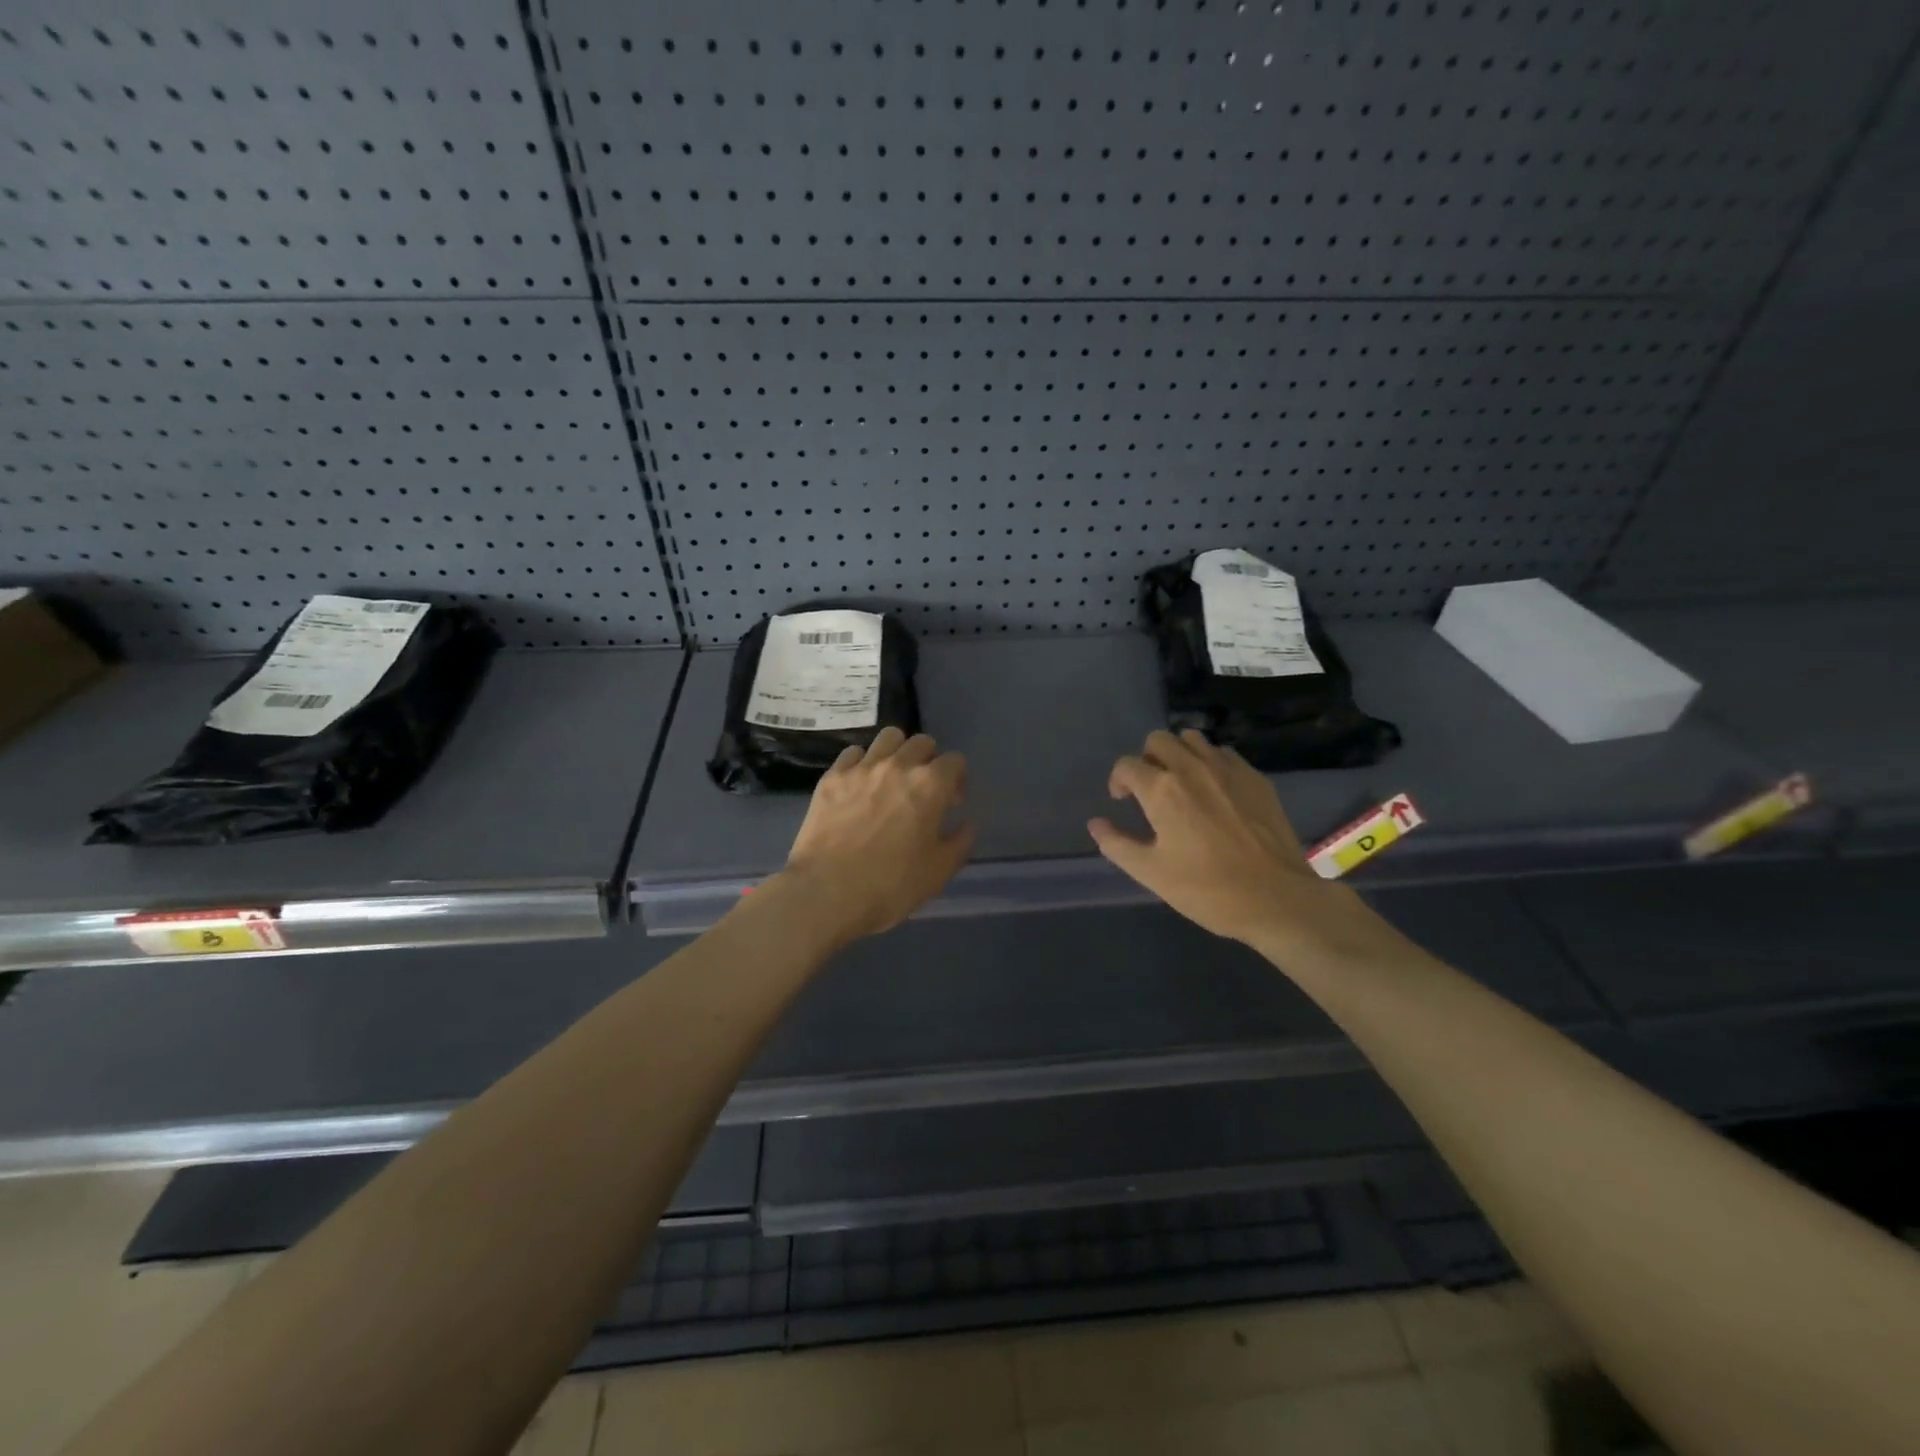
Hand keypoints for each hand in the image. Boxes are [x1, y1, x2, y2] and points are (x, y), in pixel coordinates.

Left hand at [778, 727, 975, 943]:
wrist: (826, 893)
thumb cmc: (891, 885)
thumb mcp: (939, 871)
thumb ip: (961, 842)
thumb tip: (967, 823)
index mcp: (930, 785)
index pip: (955, 760)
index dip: (958, 780)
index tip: (951, 803)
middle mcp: (898, 765)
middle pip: (921, 742)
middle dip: (928, 760)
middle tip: (922, 789)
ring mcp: (861, 768)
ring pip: (888, 737)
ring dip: (897, 752)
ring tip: (892, 778)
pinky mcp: (832, 777)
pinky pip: (853, 753)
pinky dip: (862, 763)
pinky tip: (860, 785)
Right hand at [1088, 729, 1408, 971]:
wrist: (1277, 899)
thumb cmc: (1207, 889)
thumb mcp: (1151, 873)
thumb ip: (1117, 844)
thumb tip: (1096, 823)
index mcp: (1162, 790)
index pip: (1127, 765)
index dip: (1118, 780)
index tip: (1122, 801)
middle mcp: (1192, 768)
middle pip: (1159, 739)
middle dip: (1146, 759)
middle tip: (1150, 789)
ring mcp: (1228, 769)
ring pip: (1193, 740)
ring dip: (1179, 754)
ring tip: (1181, 784)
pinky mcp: (1256, 778)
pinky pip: (1224, 754)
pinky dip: (1210, 763)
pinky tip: (1215, 791)